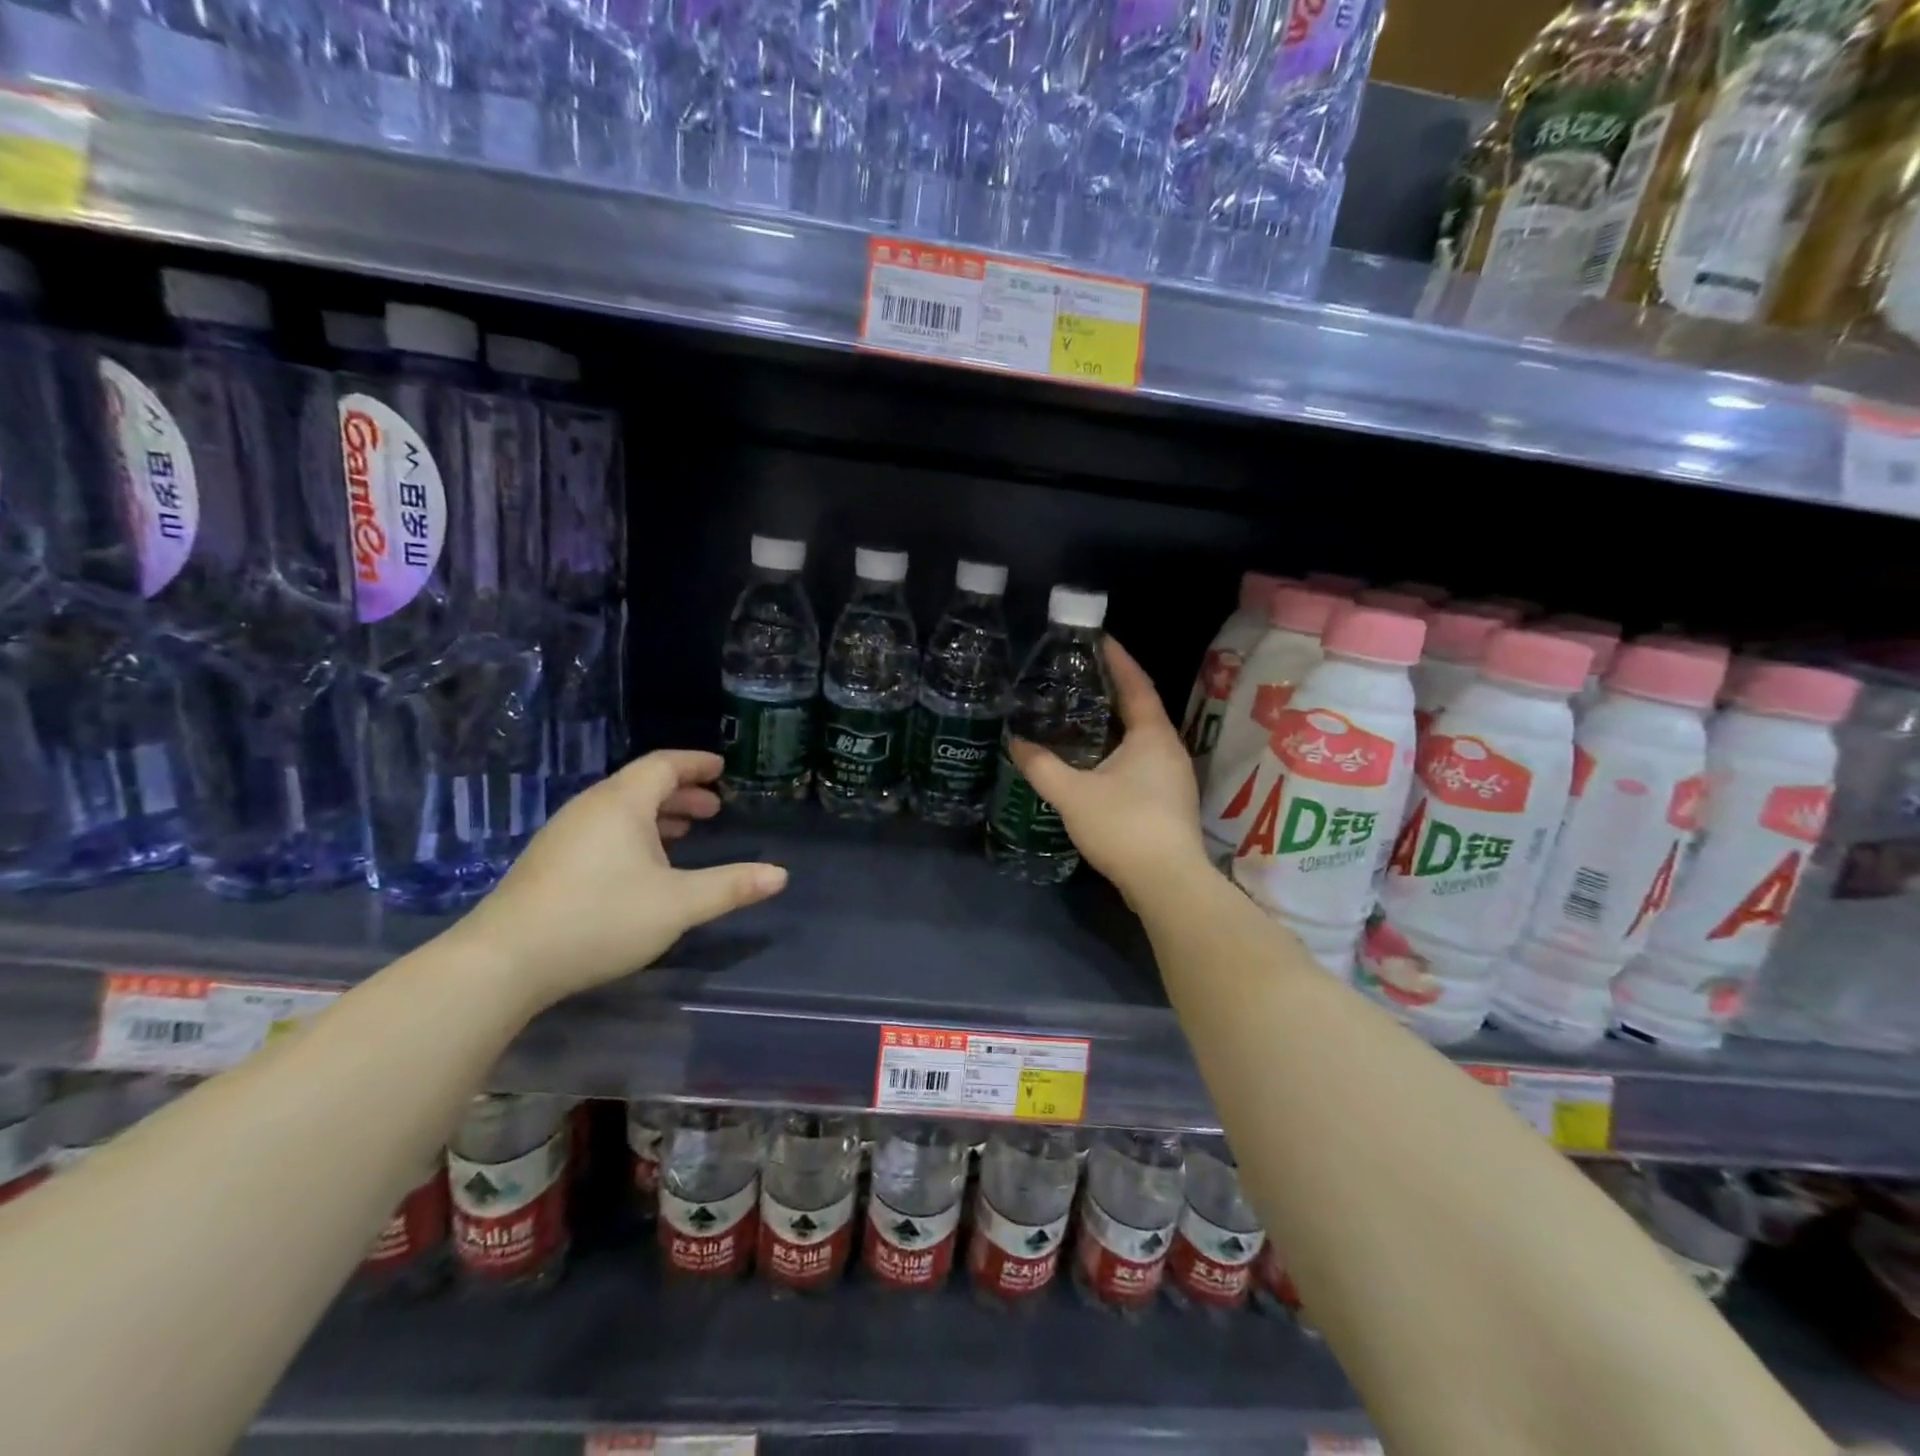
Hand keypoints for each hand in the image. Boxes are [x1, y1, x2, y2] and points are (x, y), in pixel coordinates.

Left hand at [455, 750, 786, 1009]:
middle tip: (713, 807)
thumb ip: (731, 886)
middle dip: (681, 792)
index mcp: (622, 803)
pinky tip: (643, 866)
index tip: (722, 768)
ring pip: (621, 809)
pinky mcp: (550, 861)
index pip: (664, 764)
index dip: (696, 763)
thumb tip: (781, 874)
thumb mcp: (678, 904)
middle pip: (642, 785)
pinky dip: (634, 833)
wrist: (504, 961)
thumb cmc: (600, 919)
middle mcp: (591, 808)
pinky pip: (603, 829)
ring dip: (658, 815)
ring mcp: (564, 834)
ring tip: (685, 833)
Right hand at [1008, 637, 1207, 899]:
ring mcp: (1173, 776)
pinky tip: (1095, 759)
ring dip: (1116, 722)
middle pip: (1141, 708)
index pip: (1136, 684)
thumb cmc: (1123, 826)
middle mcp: (1169, 748)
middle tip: (1080, 676)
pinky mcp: (1169, 800)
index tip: (1098, 639)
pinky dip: (1119, 748)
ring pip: (1142, 737)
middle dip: (1113, 689)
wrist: (1167, 882)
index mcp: (1152, 735)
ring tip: (1082, 713)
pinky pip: (1142, 760)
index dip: (1118, 659)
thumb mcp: (1072, 794)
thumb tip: (1015, 742)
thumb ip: (1041, 766)